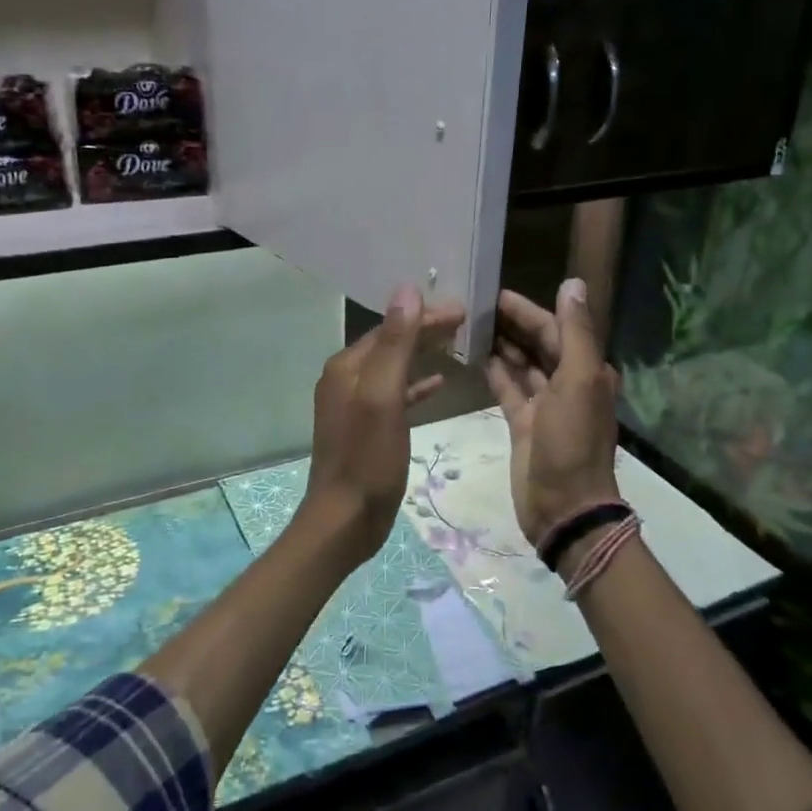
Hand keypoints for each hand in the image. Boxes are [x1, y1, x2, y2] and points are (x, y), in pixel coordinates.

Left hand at [302, 285, 466, 563]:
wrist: (345, 519)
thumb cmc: (367, 458)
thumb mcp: (383, 397)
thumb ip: (395, 344)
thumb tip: (406, 291)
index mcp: (347, 367)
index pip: (390, 327)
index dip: (425, 316)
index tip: (463, 310)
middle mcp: (346, 379)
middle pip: (391, 344)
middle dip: (426, 330)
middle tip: (466, 322)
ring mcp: (354, 404)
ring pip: (394, 367)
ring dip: (423, 354)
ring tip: (458, 345)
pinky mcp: (366, 428)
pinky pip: (395, 395)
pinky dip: (416, 385)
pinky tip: (438, 384)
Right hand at [484, 280, 621, 545]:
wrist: (563, 506)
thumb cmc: (571, 441)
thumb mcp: (579, 381)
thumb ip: (575, 332)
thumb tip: (573, 283)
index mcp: (586, 370)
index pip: (555, 328)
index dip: (528, 310)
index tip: (495, 293)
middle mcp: (568, 383)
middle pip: (538, 344)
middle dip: (512, 324)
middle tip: (474, 306)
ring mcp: (544, 406)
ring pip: (521, 366)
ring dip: (501, 346)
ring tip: (470, 327)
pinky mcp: (523, 424)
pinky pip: (508, 390)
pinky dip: (495, 373)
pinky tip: (475, 358)